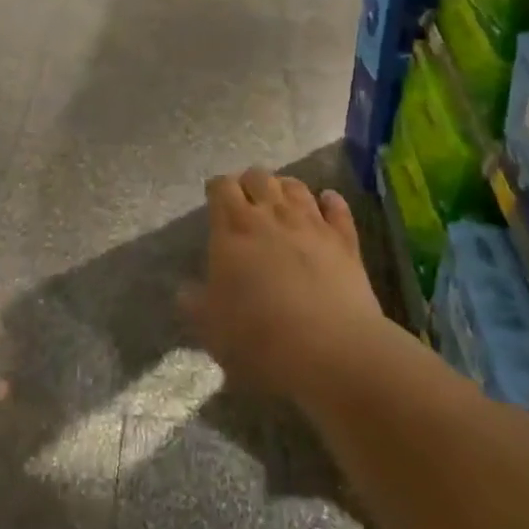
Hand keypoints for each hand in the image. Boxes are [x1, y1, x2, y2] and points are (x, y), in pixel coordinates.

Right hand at [178, 168, 386, 409]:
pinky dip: (330, 200)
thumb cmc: (259, 338)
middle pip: (258, 176)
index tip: (214, 199)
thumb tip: (185, 291)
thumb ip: (195, 303)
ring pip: (295, 186)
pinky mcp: (344, 239)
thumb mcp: (211, 328)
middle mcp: (271, 215)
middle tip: (245, 201)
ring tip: (280, 199)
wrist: (330, 351)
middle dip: (248, 182)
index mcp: (233, 229)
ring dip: (284, 187)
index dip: (217, 188)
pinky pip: (337, 207)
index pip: (221, 187)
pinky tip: (327, 202)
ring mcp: (311, 223)